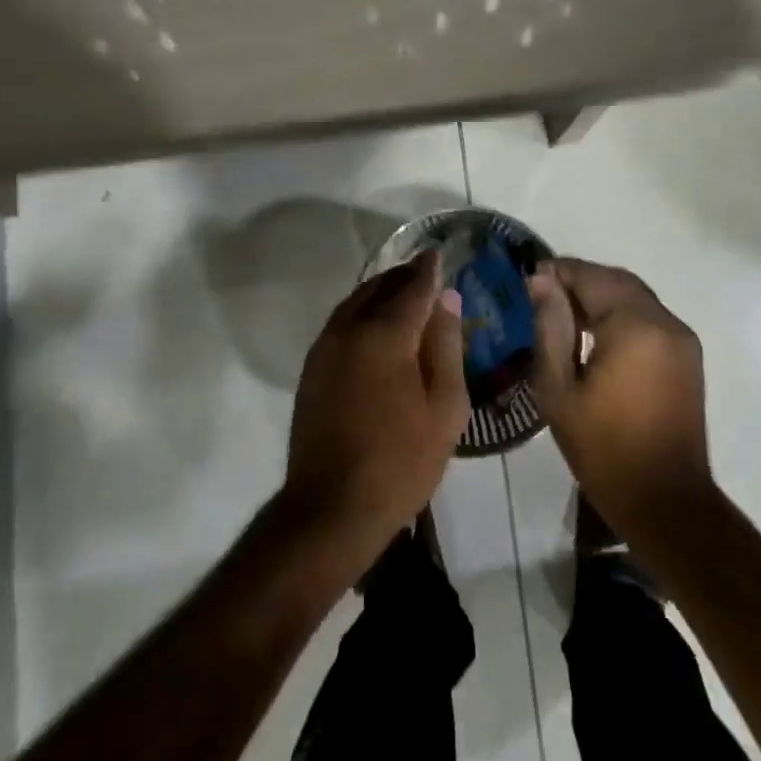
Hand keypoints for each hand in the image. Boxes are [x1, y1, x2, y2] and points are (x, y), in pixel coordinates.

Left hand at [283, 253, 468, 558]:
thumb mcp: (444, 407)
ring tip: (406, 292)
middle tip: (428, 271)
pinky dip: (363, 312)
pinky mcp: (312, 368)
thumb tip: (447, 299)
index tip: (442, 253)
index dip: (430, 269)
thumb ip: (446, 347)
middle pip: (379, 288)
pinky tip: (378, 326)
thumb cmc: (401, 460)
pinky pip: (341, 323)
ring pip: (355, 303)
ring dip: (380, 291)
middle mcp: (349, 330)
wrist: (332, 506)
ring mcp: (324, 348)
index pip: (413, 287)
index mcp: (384, 335)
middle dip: (405, 276)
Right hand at [528, 258, 713, 539]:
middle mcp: (665, 322)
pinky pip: (649, 318)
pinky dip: (620, 314)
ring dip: (600, 296)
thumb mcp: (558, 388)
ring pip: (634, 297)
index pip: (591, 276)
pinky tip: (594, 336)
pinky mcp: (687, 356)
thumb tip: (540, 281)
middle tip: (543, 297)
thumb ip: (549, 327)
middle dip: (579, 281)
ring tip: (563, 316)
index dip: (558, 272)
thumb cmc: (602, 447)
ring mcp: (682, 339)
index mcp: (635, 326)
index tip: (528, 281)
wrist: (664, 500)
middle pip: (617, 281)